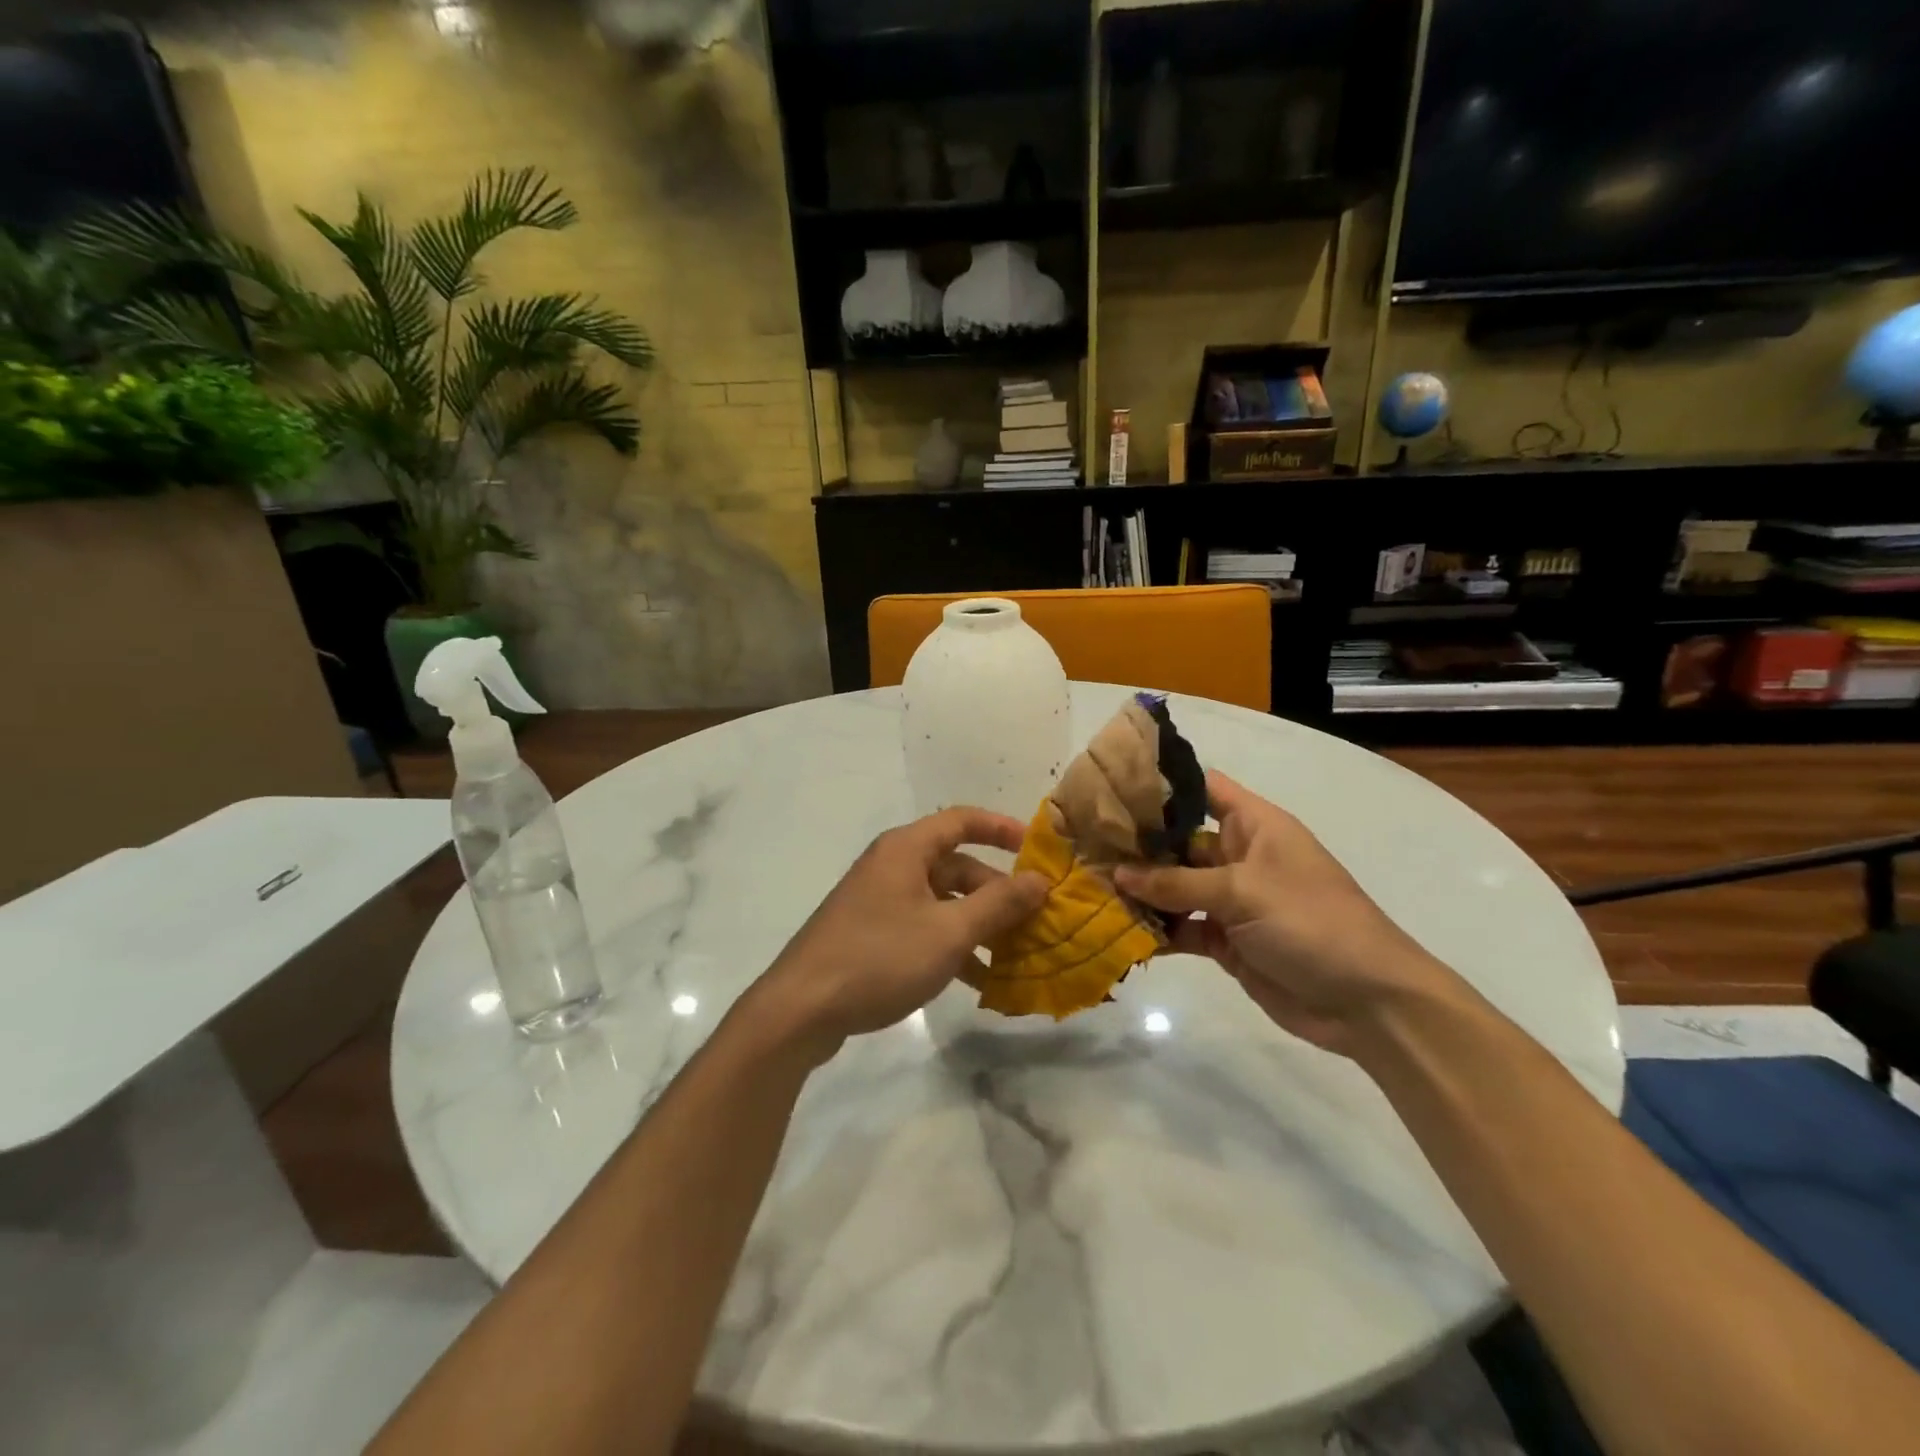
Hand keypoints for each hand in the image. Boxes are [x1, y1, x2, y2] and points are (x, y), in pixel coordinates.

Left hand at [748, 809, 1047, 1060]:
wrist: (801, 1009)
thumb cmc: (879, 957)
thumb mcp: (948, 932)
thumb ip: (998, 904)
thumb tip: (1039, 880)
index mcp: (906, 850)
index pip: (962, 820)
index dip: (1002, 829)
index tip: (1037, 850)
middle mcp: (892, 867)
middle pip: (956, 867)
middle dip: (996, 893)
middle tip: (1034, 921)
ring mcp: (879, 902)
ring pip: (942, 902)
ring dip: (978, 926)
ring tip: (1015, 957)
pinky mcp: (871, 934)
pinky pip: (924, 928)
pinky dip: (952, 946)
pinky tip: (978, 982)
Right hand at [1114, 772, 1456, 1056]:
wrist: (1368, 1002)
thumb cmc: (1312, 922)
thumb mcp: (1243, 892)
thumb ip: (1177, 884)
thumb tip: (1117, 874)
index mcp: (1254, 826)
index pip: (1203, 788)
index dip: (1162, 784)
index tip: (1111, 786)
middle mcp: (1239, 856)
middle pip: (1179, 841)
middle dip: (1137, 844)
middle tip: (1082, 843)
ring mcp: (1232, 900)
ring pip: (1176, 887)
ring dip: (1141, 890)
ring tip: (1089, 886)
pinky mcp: (1227, 941)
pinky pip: (1183, 927)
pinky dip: (1157, 929)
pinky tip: (1119, 928)